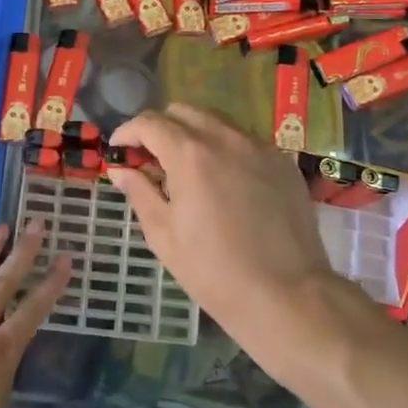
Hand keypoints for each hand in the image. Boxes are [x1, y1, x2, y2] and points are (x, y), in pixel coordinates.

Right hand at [107, 105, 358, 381]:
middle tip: (151, 160)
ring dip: (194, 134)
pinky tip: (224, 181)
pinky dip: (225, 148)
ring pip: (217, 121)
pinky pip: (245, 140)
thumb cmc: (215, 271)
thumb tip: (121, 169)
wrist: (288, 295)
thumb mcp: (164, 235)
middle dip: (160, 128)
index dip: (127, 133)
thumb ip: (139, 192)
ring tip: (187, 169)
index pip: (150, 123)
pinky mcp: (283, 162)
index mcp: (191, 153)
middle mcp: (226, 137)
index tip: (119, 151)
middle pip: (184, 112)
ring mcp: (259, 146)